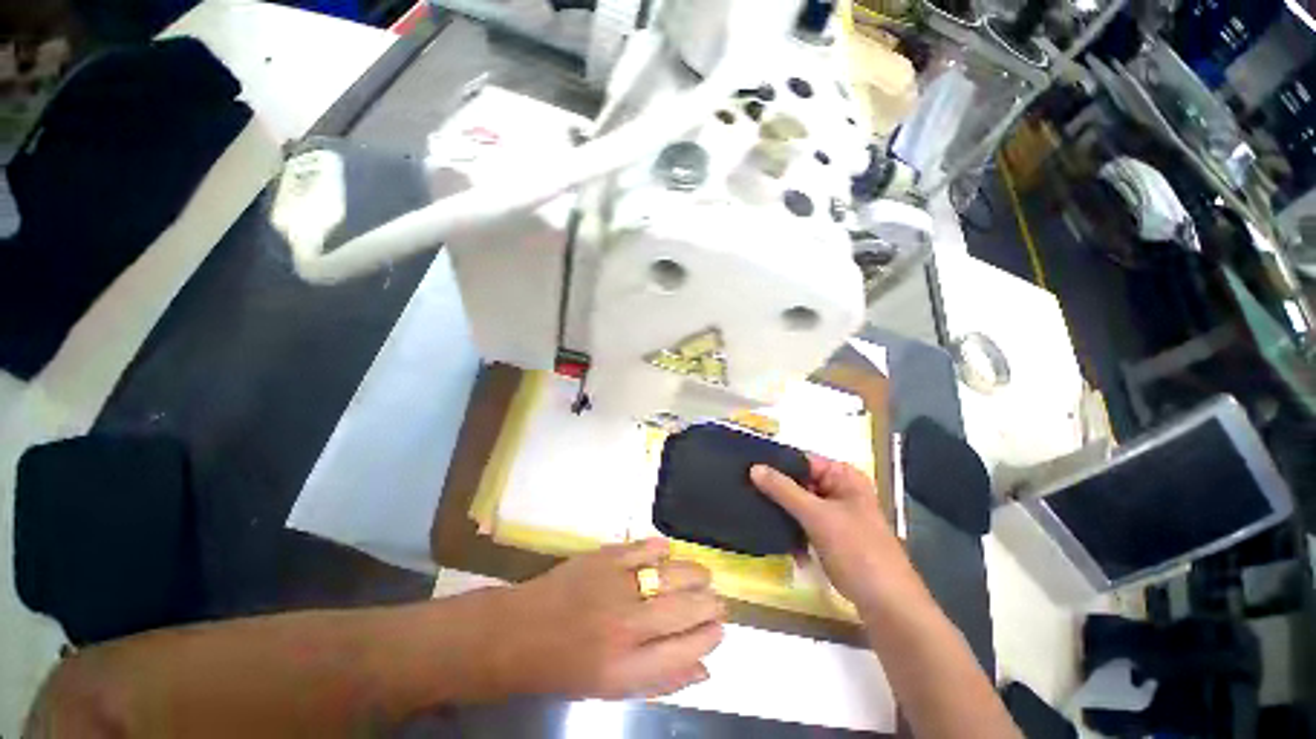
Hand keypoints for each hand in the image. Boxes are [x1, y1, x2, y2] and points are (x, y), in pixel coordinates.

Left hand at [493, 539, 725, 699]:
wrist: (520, 631)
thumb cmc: (565, 667)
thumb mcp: (612, 689)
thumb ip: (661, 680)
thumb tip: (705, 668)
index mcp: (627, 668)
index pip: (687, 650)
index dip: (710, 637)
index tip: (719, 628)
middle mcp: (626, 626)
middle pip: (686, 609)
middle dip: (710, 604)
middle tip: (715, 601)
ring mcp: (616, 585)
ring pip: (673, 574)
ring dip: (695, 575)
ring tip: (702, 577)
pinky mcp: (605, 557)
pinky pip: (645, 548)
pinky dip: (662, 549)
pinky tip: (669, 553)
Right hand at [751, 456, 926, 614]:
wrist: (886, 604)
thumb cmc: (857, 550)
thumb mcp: (817, 516)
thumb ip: (783, 490)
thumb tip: (754, 467)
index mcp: (844, 476)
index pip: (803, 460)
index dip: (776, 462)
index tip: (747, 466)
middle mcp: (840, 490)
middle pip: (799, 482)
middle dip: (776, 489)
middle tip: (744, 488)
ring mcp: (835, 514)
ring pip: (799, 503)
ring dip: (781, 511)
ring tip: (752, 508)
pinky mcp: (830, 535)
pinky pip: (803, 523)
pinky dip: (791, 528)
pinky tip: (773, 535)